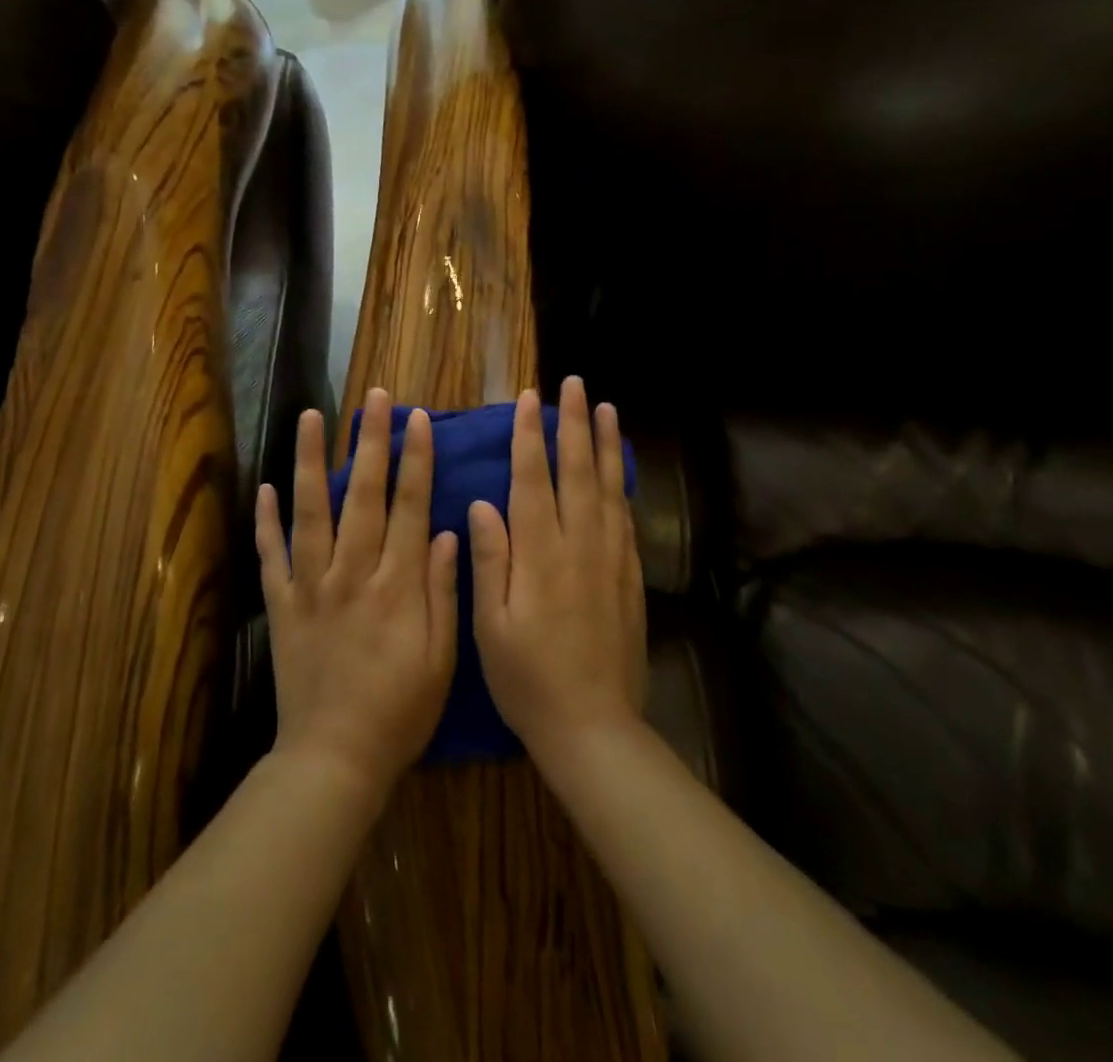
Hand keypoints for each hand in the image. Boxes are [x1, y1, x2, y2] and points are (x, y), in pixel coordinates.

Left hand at [254, 387, 458, 802]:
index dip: (417, 460)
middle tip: (373, 399)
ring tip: (312, 418)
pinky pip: (271, 555)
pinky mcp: (281, 605)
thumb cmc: (399, 710)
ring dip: (313, 461)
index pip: (410, 507)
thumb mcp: (441, 658)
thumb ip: (442, 590)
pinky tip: (266, 486)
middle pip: (364, 495)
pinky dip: (266, 520)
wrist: (334, 758)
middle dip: (371, 442)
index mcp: (397, 584)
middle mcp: (353, 572)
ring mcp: (311, 585)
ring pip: (312, 511)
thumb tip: (445, 531)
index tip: (420, 419)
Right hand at [469, 378, 647, 772]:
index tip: (530, 400)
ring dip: (605, 444)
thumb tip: (483, 503)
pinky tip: (619, 470)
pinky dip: (621, 485)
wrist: (593, 727)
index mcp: (539, 554)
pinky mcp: (629, 577)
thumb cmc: (527, 679)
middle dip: (574, 424)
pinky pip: (625, 518)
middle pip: (577, 471)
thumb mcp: (490, 626)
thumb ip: (489, 560)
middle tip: (575, 385)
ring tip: (606, 409)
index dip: (530, 436)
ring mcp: (610, 559)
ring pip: (607, 487)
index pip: (533, 479)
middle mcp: (578, 545)